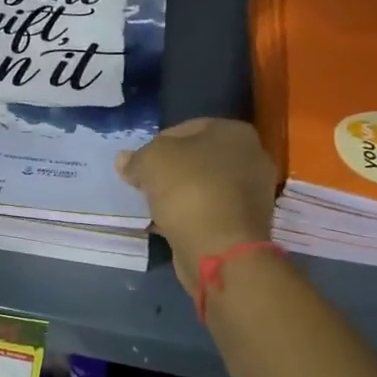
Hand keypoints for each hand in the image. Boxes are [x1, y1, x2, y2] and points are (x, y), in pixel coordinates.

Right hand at [117, 118, 277, 297]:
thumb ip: (136, 158)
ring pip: (203, 186)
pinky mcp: (246, 222)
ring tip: (155, 206)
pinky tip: (170, 224)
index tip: (139, 164)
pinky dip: (190, 215)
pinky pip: (209, 210)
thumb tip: (124, 160)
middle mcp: (251, 157)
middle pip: (197, 158)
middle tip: (145, 184)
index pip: (185, 129)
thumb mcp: (151, 161)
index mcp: (234, 132)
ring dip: (179, 194)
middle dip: (170, 170)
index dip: (156, 145)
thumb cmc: (188, 189)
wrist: (220, 247)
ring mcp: (252, 192)